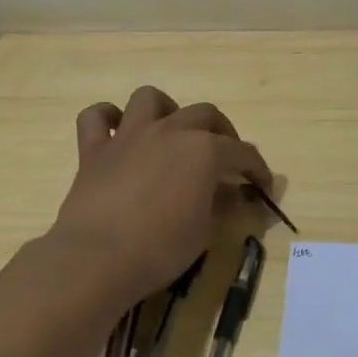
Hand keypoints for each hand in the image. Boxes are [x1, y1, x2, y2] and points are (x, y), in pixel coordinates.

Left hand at [50, 86, 272, 301]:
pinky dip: (107, 119)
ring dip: (166, 109)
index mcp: (204, 150)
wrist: (97, 258)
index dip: (257, 168)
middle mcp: (169, 131)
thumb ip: (219, 204)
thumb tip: (230, 194)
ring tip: (171, 132)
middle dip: (222, 132)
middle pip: (205, 114)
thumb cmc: (160, 249)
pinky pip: (96, 117)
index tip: (263, 184)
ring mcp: (129, 135)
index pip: (242, 152)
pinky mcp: (94, 149)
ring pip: (150, 98)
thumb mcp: (204, 231)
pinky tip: (117, 133)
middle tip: (225, 157)